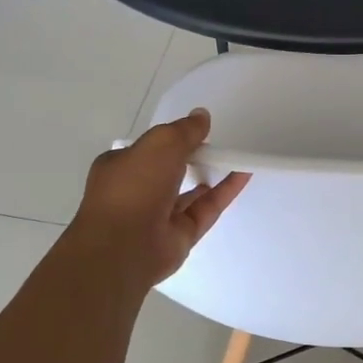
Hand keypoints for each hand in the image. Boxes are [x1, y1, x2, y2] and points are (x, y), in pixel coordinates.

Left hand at [69, 110, 248, 286]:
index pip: (147, 149)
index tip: (196, 131)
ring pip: (189, 192)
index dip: (171, 138)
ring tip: (233, 158)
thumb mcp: (161, 143)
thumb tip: (202, 116)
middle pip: (169, 170)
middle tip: (217, 144)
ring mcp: (158, 216)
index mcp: (119, 168)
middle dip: (191, 157)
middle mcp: (137, 192)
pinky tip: (243, 175)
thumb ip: (184, 130)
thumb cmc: (134, 186)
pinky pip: (206, 209)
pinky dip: (224, 192)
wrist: (125, 247)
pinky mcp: (180, 235)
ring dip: (209, 174)